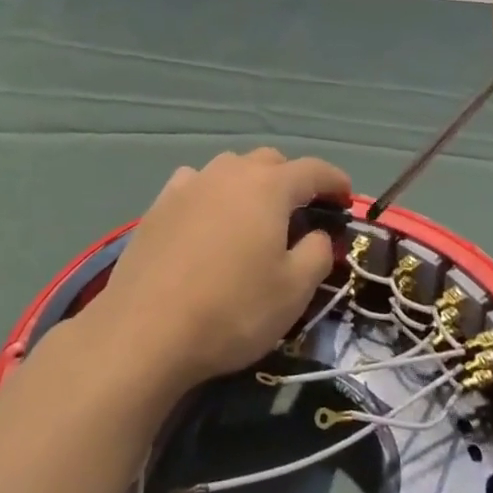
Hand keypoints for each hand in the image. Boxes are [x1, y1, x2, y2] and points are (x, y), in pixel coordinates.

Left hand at [88, 149, 351, 394]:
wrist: (146, 330)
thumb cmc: (233, 310)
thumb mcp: (293, 291)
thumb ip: (316, 253)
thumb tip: (318, 234)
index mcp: (270, 186)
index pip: (313, 170)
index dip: (335, 181)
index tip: (346, 199)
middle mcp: (231, 172)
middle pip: (271, 161)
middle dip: (292, 179)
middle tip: (302, 212)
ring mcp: (191, 183)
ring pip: (231, 168)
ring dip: (250, 183)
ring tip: (254, 214)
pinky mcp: (160, 203)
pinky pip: (196, 183)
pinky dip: (212, 193)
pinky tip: (208, 217)